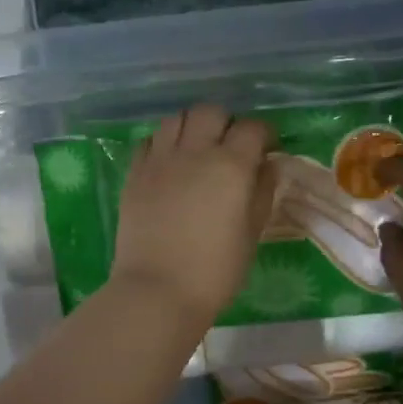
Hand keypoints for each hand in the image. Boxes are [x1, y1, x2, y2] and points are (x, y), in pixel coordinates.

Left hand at [111, 104, 277, 328]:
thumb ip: (262, 192)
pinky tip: (170, 163)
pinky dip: (163, 143)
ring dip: (192, 127)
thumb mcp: (252, 233)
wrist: (157, 291)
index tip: (267, 149)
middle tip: (230, 147)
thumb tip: (268, 166)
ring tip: (197, 150)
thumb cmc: (215, 270)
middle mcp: (194, 152)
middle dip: (225, 123)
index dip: (264, 134)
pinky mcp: (134, 174)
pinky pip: (149, 140)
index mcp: (231, 165)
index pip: (252, 128)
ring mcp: (159, 160)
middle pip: (210, 112)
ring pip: (176, 119)